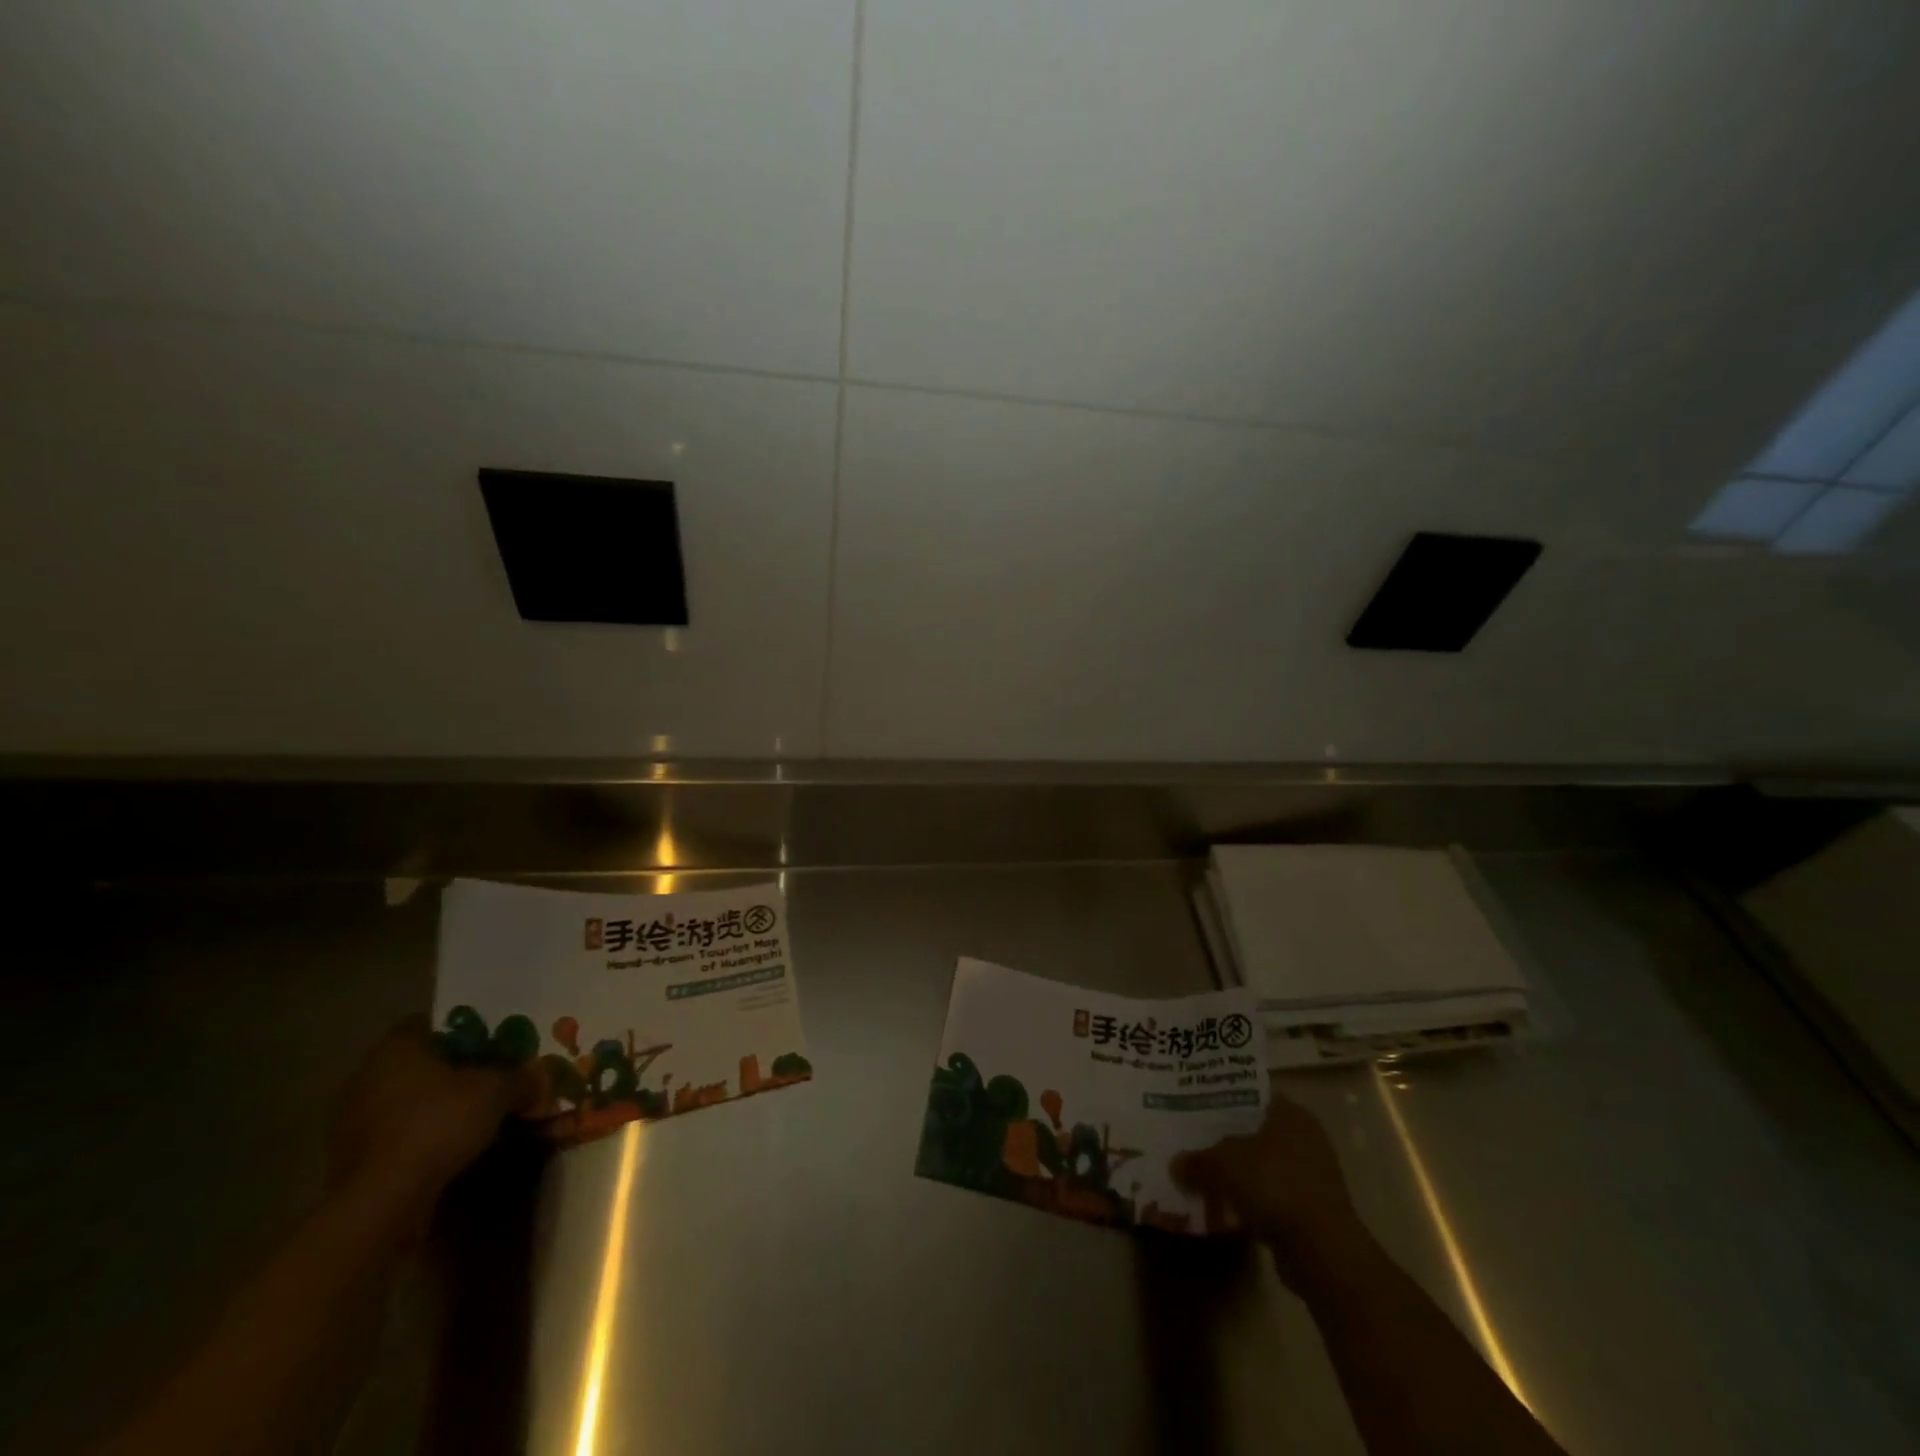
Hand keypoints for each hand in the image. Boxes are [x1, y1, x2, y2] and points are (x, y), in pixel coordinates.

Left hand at [328, 1016, 537, 1231]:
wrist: (383, 1202)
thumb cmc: (438, 1124)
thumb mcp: (498, 1091)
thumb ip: (522, 1078)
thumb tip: (543, 1076)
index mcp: (397, 1049)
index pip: (430, 1024)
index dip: (464, 1031)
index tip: (492, 1044)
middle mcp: (368, 1077)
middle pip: (421, 1064)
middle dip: (455, 1072)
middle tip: (491, 1080)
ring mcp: (355, 1122)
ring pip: (409, 1101)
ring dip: (439, 1107)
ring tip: (477, 1118)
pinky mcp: (353, 1160)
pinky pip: (399, 1135)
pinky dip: (424, 1137)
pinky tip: (453, 1148)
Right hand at [1174, 1091, 1365, 1285]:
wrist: (1321, 1251)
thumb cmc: (1273, 1185)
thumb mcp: (1223, 1164)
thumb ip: (1197, 1160)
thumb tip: (1176, 1164)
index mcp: (1290, 1113)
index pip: (1250, 1096)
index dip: (1221, 1101)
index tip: (1194, 1107)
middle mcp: (1305, 1138)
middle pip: (1255, 1132)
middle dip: (1226, 1141)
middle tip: (1193, 1142)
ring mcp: (1312, 1176)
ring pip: (1263, 1166)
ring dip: (1238, 1175)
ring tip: (1204, 1178)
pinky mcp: (1312, 1211)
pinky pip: (1272, 1197)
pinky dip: (1251, 1202)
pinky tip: (1225, 1209)